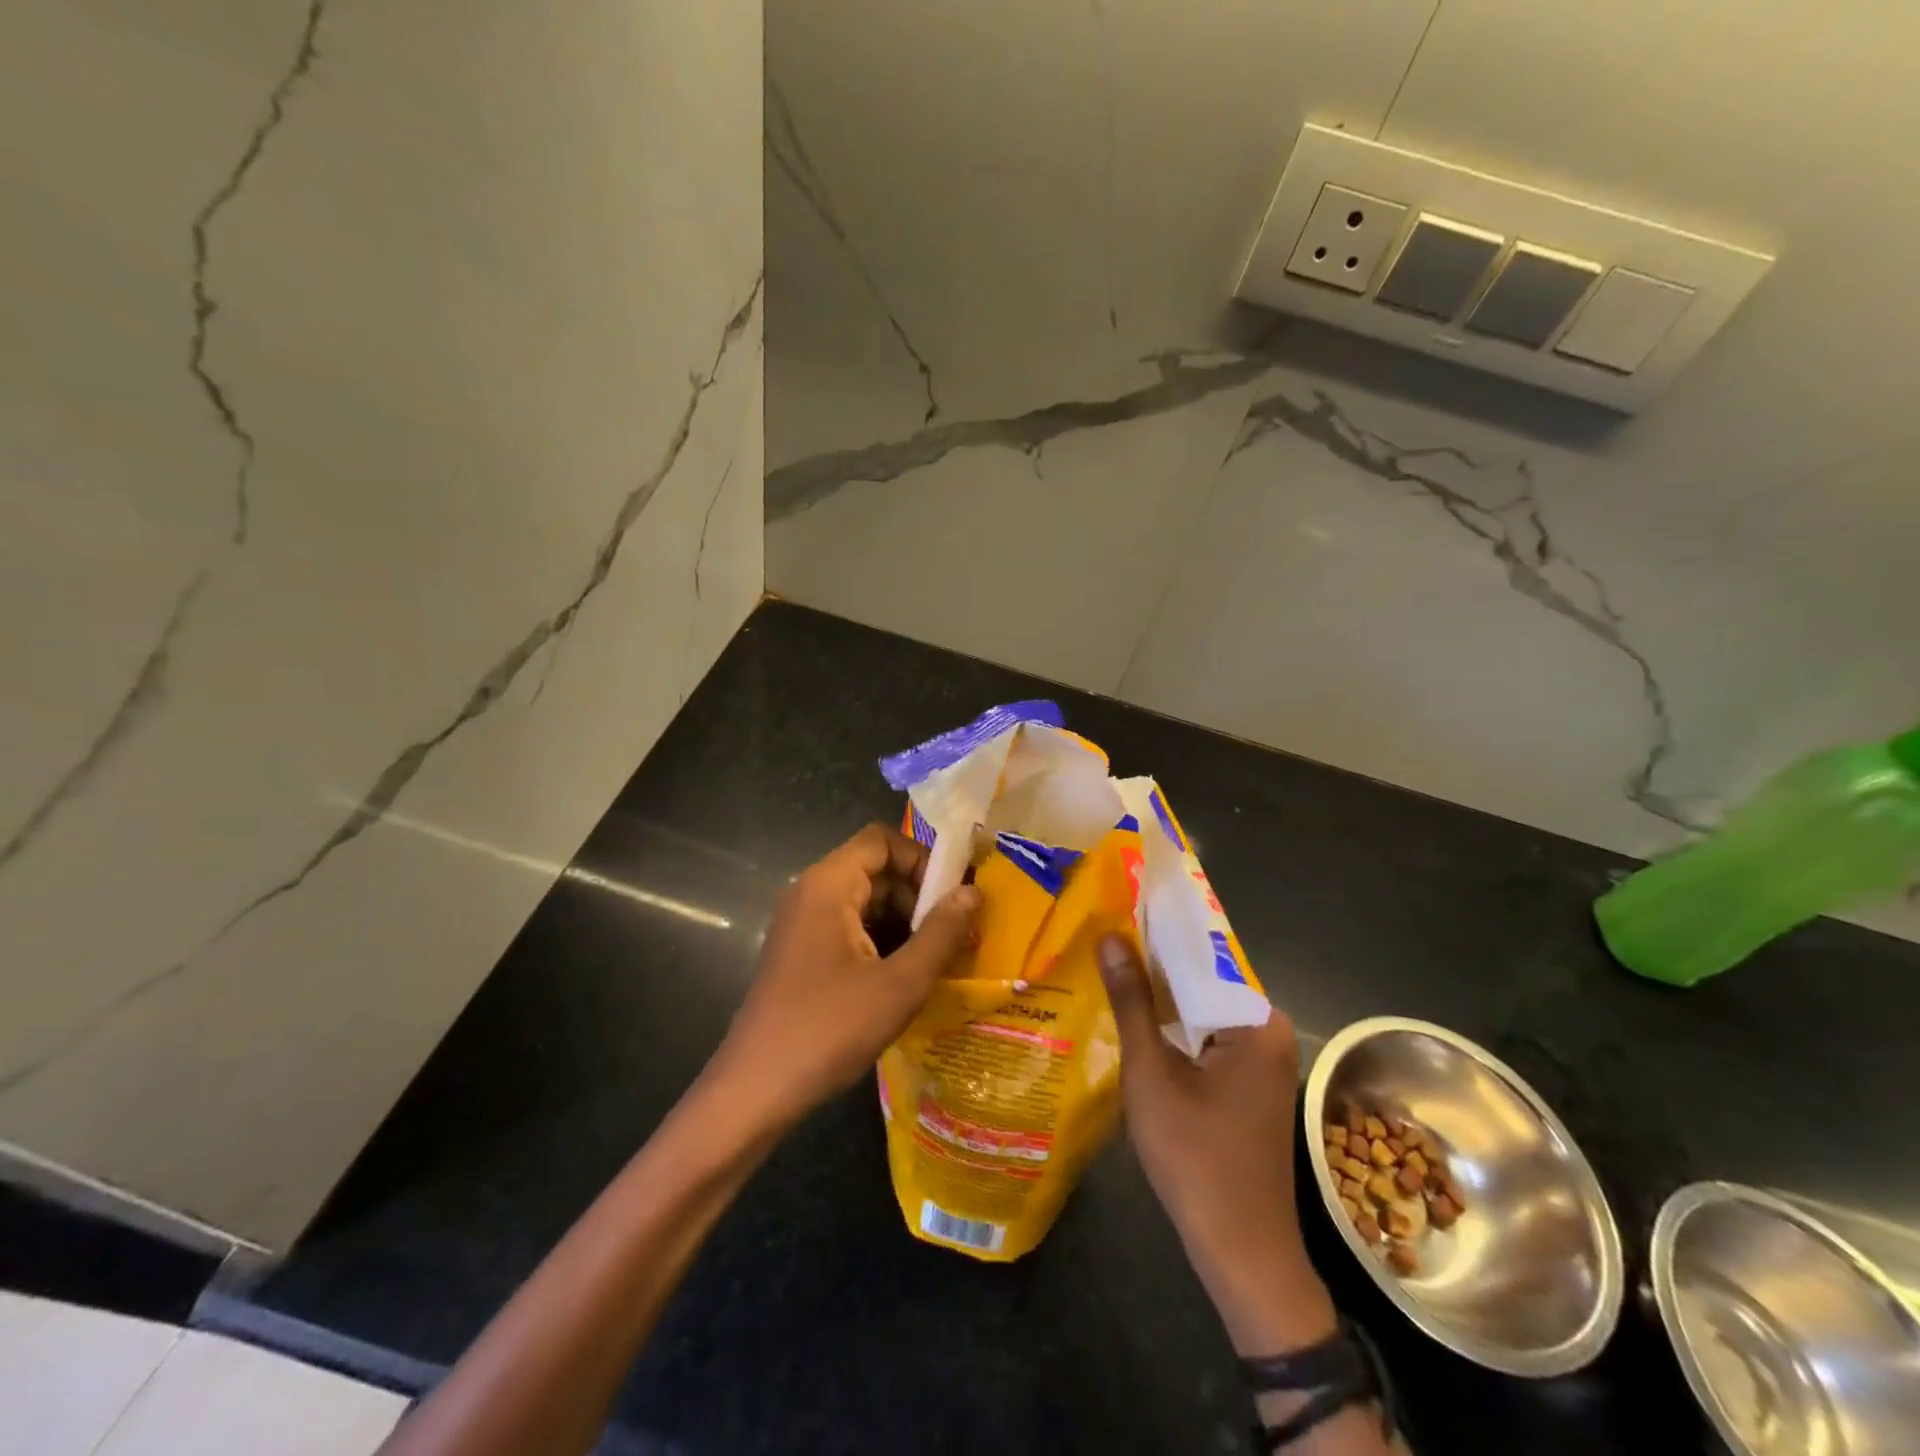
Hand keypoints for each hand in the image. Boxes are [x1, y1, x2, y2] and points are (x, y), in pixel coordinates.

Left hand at [709, 824, 979, 1129]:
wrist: (756, 1090)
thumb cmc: (829, 1028)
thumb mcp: (900, 983)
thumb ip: (941, 932)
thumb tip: (974, 892)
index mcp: (829, 884)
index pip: (882, 840)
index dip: (922, 858)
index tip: (954, 897)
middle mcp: (812, 893)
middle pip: (876, 869)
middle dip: (919, 895)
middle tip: (957, 933)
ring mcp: (804, 924)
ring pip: (866, 901)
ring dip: (905, 922)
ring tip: (940, 958)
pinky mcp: (803, 953)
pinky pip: (851, 928)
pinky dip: (883, 941)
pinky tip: (907, 977)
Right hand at [1097, 933, 1335, 1353]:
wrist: (1241, 1251)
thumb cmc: (1196, 1156)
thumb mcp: (1151, 1071)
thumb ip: (1132, 1001)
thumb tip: (1111, 936)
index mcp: (1257, 1020)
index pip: (1203, 954)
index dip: (1158, 931)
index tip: (1119, 906)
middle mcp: (1268, 1030)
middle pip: (1203, 981)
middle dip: (1155, 964)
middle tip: (1104, 936)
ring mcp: (1261, 1059)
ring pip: (1202, 1010)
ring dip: (1161, 997)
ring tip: (1110, 965)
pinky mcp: (1249, 1083)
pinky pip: (1207, 1037)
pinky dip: (1174, 1028)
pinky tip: (1135, 1018)